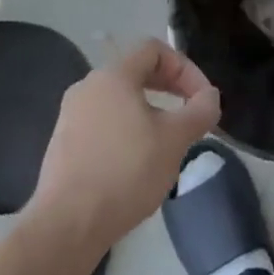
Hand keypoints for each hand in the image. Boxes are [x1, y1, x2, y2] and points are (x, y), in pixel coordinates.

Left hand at [27, 40, 219, 256]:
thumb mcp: (175, 139)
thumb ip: (200, 111)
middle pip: (136, 72)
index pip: (154, 49)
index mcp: (113, 76)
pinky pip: (103, 123)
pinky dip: (128, 130)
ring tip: (168, 142)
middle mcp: (87, 87)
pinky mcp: (63, 144)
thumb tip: (209, 96)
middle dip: (170, 88)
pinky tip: (138, 162)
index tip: (202, 98)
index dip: (185, 68)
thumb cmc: (127, 171)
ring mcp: (70, 116)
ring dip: (150, 112)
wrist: (68, 224)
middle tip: (191, 114)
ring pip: (120, 100)